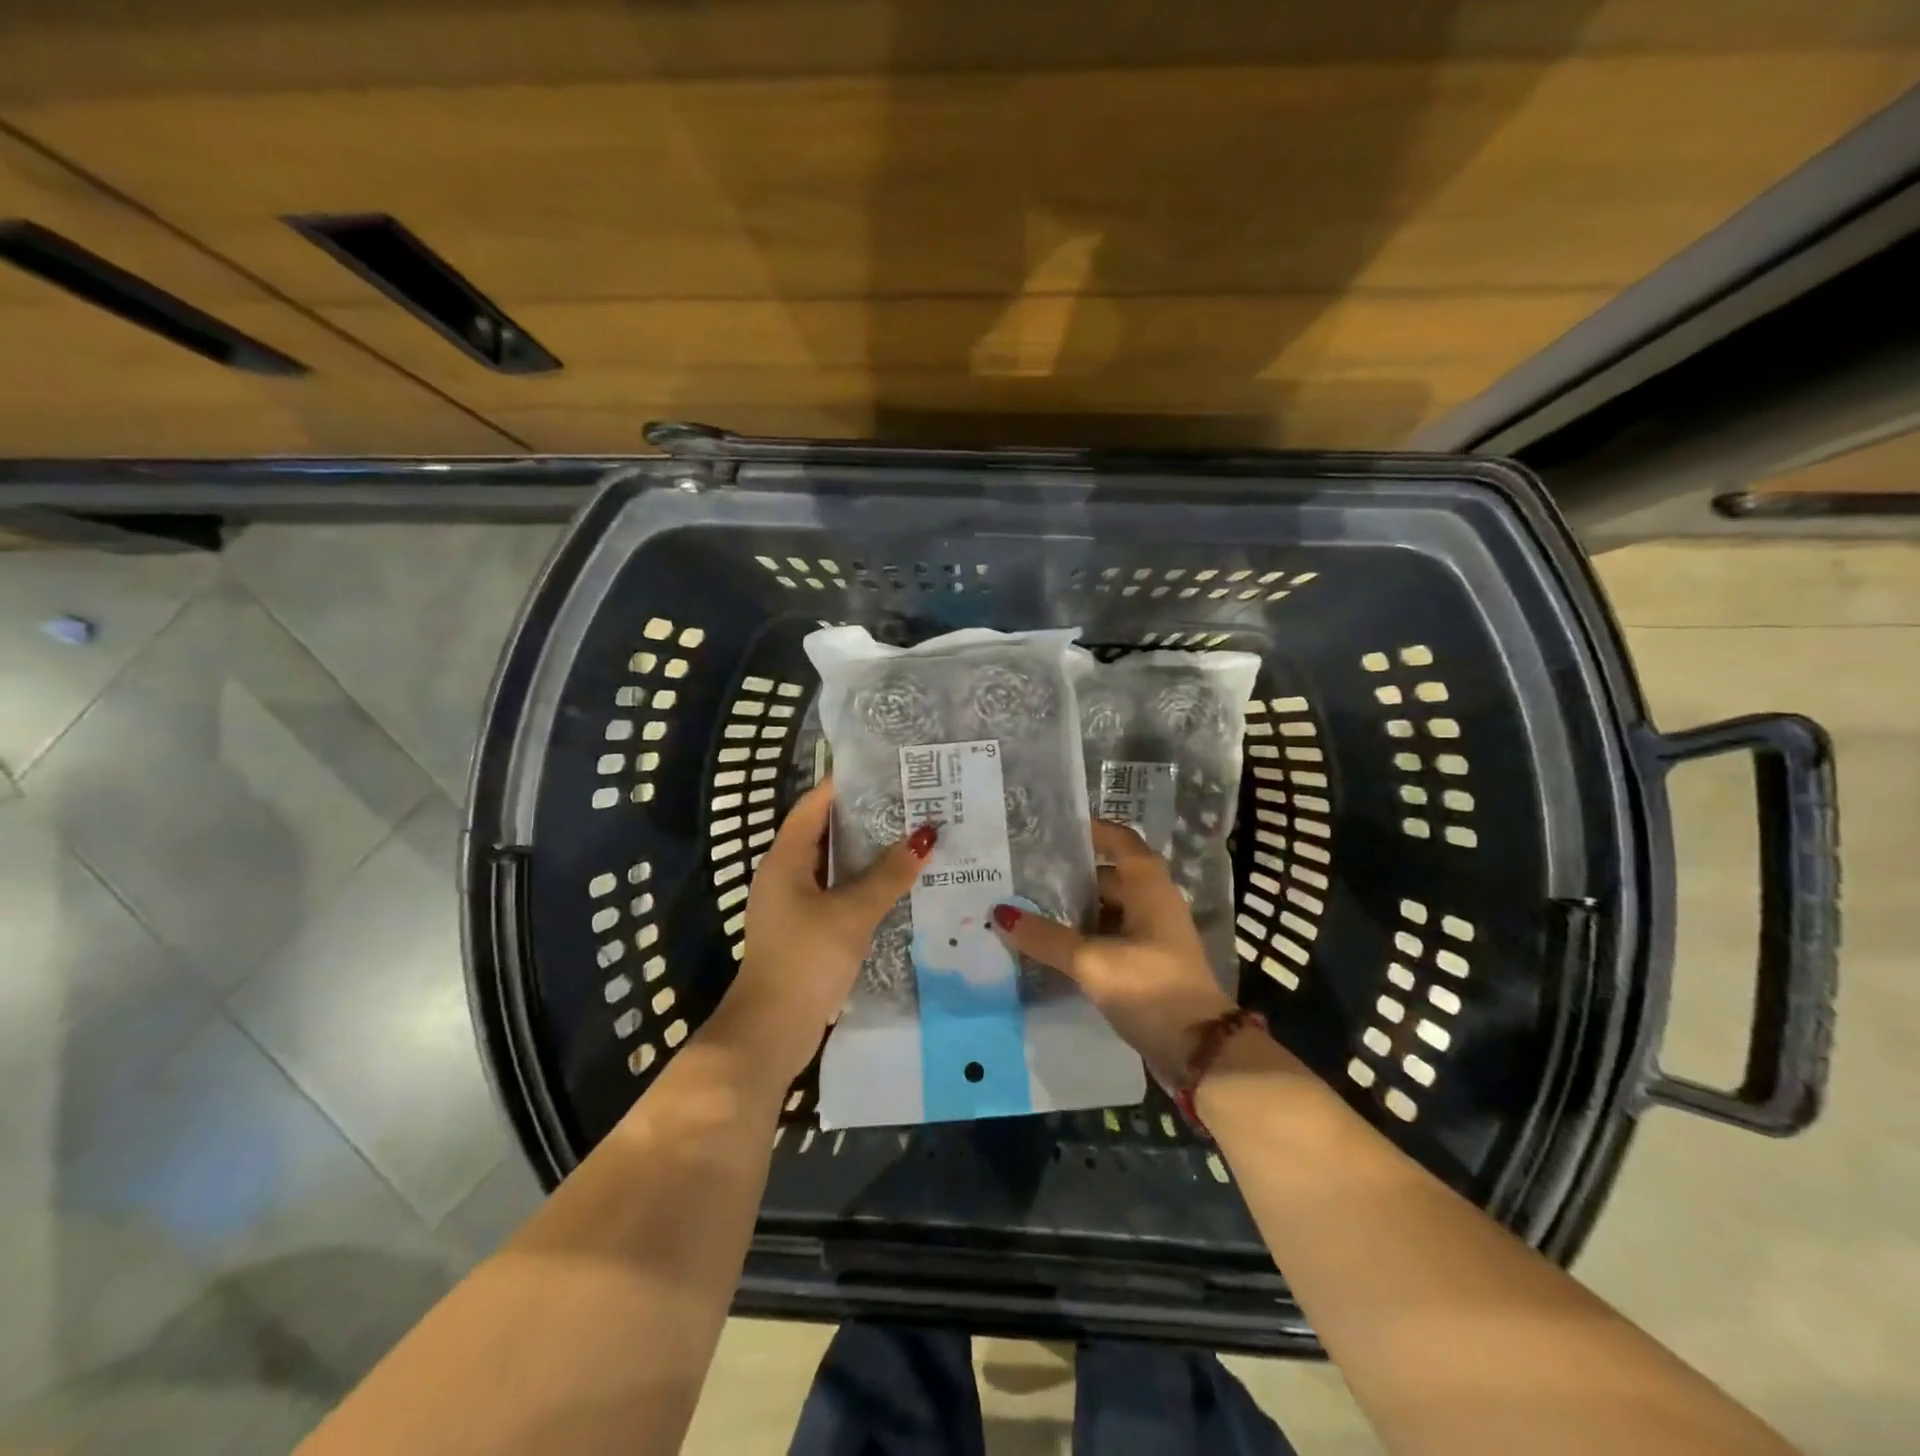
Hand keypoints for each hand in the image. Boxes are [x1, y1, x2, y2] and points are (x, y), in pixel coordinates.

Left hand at [711, 779, 933, 1084]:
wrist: (772, 1031)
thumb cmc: (806, 959)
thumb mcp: (852, 913)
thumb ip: (888, 875)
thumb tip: (925, 837)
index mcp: (785, 860)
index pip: (814, 805)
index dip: (845, 785)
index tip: (884, 771)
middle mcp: (785, 875)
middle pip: (825, 833)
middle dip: (865, 819)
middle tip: (909, 804)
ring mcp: (793, 905)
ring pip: (833, 866)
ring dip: (867, 854)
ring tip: (911, 837)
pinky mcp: (805, 931)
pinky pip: (837, 894)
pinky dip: (863, 885)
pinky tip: (896, 885)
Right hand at [992, 819, 1237, 1083]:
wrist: (1201, 1052)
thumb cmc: (1151, 989)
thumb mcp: (1093, 961)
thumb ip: (1046, 938)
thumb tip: (1000, 913)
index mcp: (1149, 886)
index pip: (1119, 840)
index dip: (1089, 830)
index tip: (1050, 828)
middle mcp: (1153, 903)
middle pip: (1107, 876)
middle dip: (1069, 875)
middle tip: (1024, 873)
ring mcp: (1152, 936)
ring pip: (1106, 911)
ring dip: (1073, 910)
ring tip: (1027, 907)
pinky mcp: (1146, 965)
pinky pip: (1108, 938)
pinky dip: (1082, 938)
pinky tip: (1050, 946)